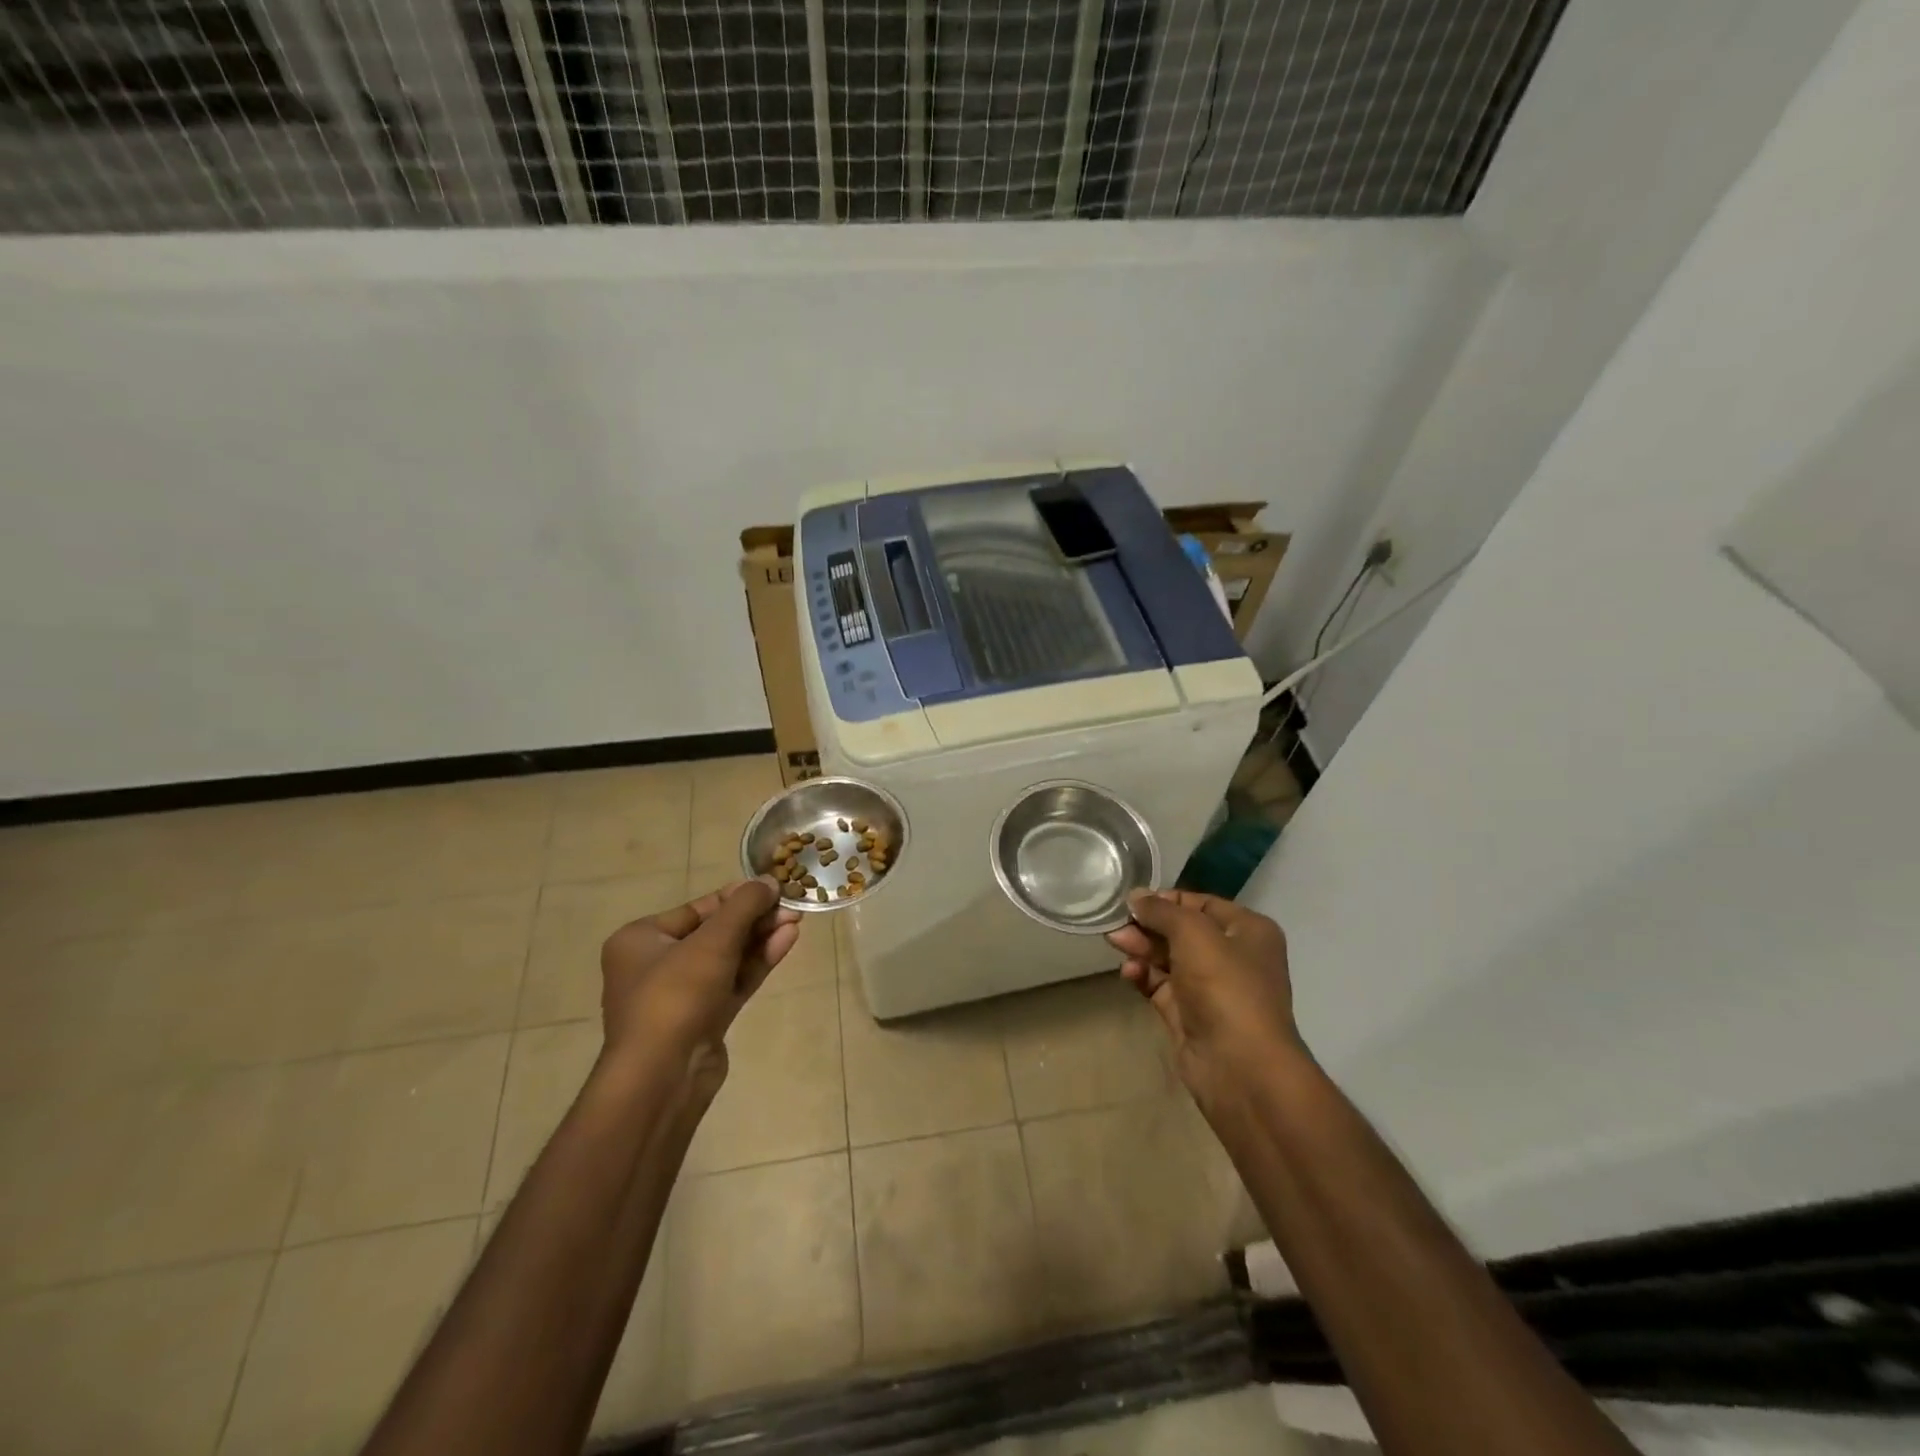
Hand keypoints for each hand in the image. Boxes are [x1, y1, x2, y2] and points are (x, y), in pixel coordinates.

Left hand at [599, 877, 800, 1105]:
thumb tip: (769, 880)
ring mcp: (681, 995)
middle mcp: (655, 964)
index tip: (772, 886)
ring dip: (761, 938)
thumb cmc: (676, 995)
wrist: (662, 1077)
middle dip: (754, 918)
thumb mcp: (712, 941)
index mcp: (640, 940)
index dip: (737, 896)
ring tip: (797, 919)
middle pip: (714, 931)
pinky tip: (786, 941)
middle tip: (792, 904)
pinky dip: (758, 962)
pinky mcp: (703, 1019)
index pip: (696, 909)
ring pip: (727, 957)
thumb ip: (743, 906)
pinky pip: (733, 981)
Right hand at [1106, 890, 1303, 1111]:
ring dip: (1141, 948)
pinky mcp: (1189, 1014)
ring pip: (1167, 958)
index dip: (1167, 900)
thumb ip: (1162, 911)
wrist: (1240, 1066)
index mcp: (1248, 931)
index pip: (1201, 904)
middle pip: (1181, 931)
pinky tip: (1128, 973)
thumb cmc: (1225, 987)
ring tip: (1115, 943)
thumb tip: (1136, 897)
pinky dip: (1143, 976)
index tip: (1133, 901)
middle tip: (1116, 924)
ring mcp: (1210, 988)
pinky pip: (1161, 986)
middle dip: (1148, 925)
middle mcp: (1232, 956)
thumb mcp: (1194, 934)